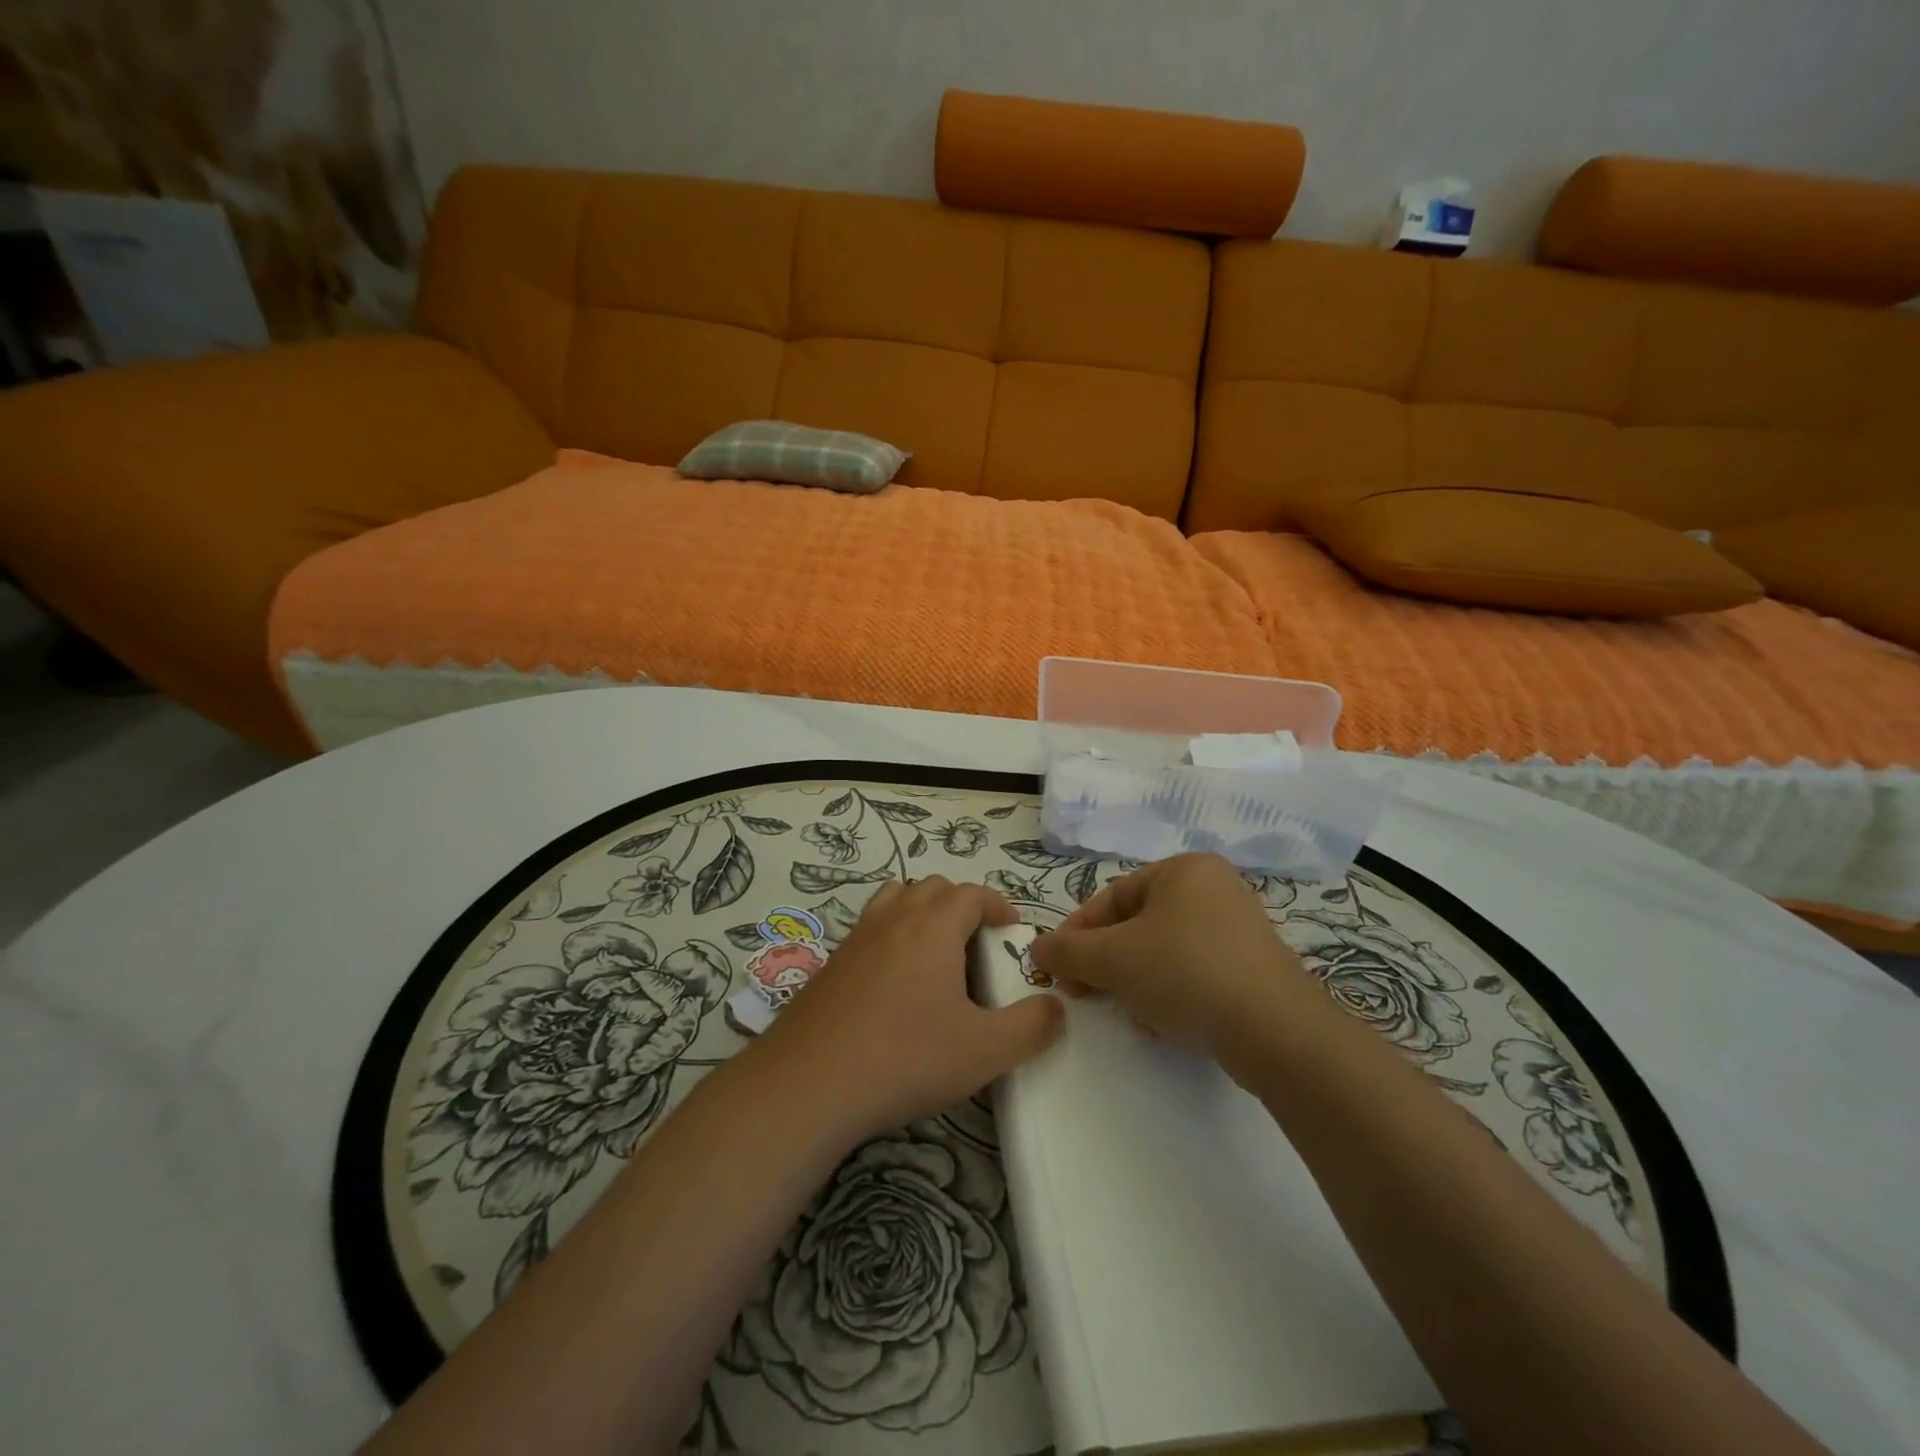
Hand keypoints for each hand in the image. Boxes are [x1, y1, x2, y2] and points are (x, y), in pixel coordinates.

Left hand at [758, 875, 1064, 1143]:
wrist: (807, 1084)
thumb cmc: (905, 1058)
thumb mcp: (984, 1051)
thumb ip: (1031, 1027)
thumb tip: (1056, 1006)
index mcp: (933, 926)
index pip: (971, 893)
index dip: (998, 905)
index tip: (1013, 929)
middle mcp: (893, 919)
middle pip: (932, 887)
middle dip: (962, 905)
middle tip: (979, 944)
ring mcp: (856, 938)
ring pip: (895, 900)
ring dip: (922, 912)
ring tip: (937, 953)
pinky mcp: (830, 964)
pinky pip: (870, 929)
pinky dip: (892, 936)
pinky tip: (895, 985)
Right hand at [1030, 853, 1317, 1060]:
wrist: (1274, 1030)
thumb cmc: (1184, 972)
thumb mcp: (1112, 959)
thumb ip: (1068, 951)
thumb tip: (1037, 948)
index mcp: (1184, 869)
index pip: (1112, 897)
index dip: (1077, 932)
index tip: (1056, 967)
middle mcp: (1215, 889)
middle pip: (1138, 925)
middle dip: (1107, 962)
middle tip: (1085, 992)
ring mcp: (1239, 929)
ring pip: (1164, 952)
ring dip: (1136, 981)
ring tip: (1129, 1012)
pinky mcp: (1255, 969)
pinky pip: (1195, 973)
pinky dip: (1171, 993)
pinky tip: (1164, 1023)